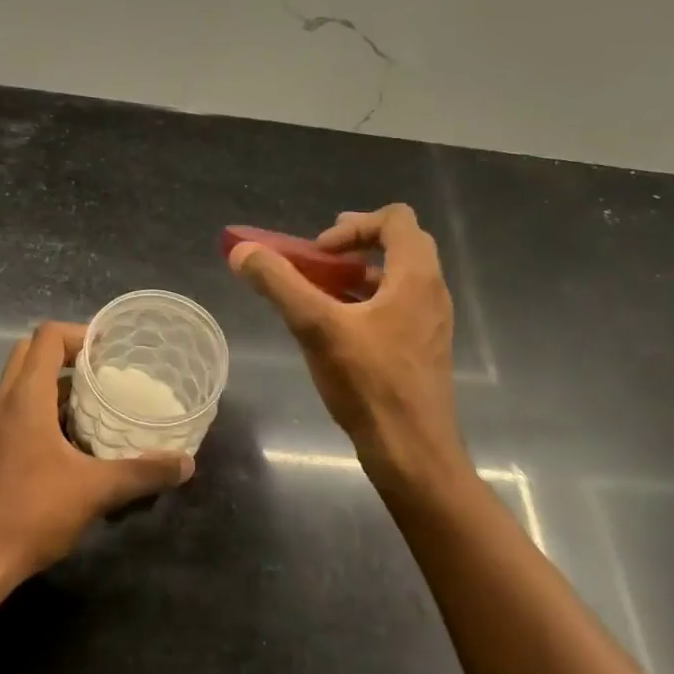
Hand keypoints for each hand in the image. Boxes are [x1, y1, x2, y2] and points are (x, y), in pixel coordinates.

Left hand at [0, 322, 193, 578]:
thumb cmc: (32, 513)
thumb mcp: (95, 491)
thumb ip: (142, 473)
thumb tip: (185, 464)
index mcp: (25, 397)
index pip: (47, 337)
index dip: (80, 334)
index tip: (109, 351)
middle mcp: (1, 403)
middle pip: (29, 353)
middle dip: (65, 355)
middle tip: (101, 373)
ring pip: (18, 386)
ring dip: (51, 387)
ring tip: (91, 408)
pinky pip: (12, 415)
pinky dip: (38, 414)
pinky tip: (65, 449)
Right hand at [229, 204, 464, 483]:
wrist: (412, 453)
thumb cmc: (369, 383)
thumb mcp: (315, 327)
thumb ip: (278, 284)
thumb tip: (242, 251)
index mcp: (416, 277)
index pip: (396, 219)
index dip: (353, 226)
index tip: (318, 250)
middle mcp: (431, 292)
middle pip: (399, 244)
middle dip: (354, 246)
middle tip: (318, 261)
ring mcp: (430, 323)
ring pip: (395, 279)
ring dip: (356, 276)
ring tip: (319, 294)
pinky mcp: (422, 350)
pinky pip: (394, 308)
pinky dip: (364, 303)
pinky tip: (334, 330)